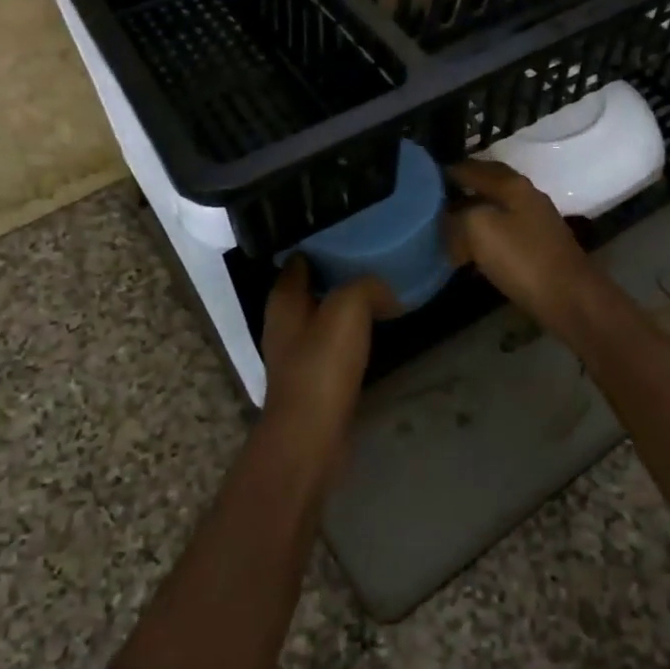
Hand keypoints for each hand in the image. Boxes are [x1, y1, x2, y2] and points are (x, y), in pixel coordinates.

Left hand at [258, 258, 391, 458]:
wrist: (311, 435)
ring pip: (322, 316)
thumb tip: (385, 290)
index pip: (298, 260)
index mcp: (284, 300)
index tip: (349, 232)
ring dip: (345, 305)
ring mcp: (296, 354)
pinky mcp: (313, 379)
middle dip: (336, 273)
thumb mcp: (348, 309)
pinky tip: (374, 332)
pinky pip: (333, 345)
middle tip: (370, 258)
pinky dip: (351, 334)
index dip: (319, 244)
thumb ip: (366, 287)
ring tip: (379, 291)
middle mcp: (284, 323)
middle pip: (310, 287)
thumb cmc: (322, 366)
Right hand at [444, 159, 605, 336]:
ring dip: (472, 215)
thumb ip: (458, 215)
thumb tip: (447, 217)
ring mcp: (536, 224)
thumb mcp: (479, 228)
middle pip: (489, 186)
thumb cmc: (522, 258)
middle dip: (462, 190)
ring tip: (446, 226)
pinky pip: (502, 234)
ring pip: (496, 211)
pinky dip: (483, 237)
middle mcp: (527, 197)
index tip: (425, 177)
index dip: (450, 170)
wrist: (568, 298)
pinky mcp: (538, 249)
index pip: (475, 168)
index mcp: (513, 185)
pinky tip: (469, 251)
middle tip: (434, 200)